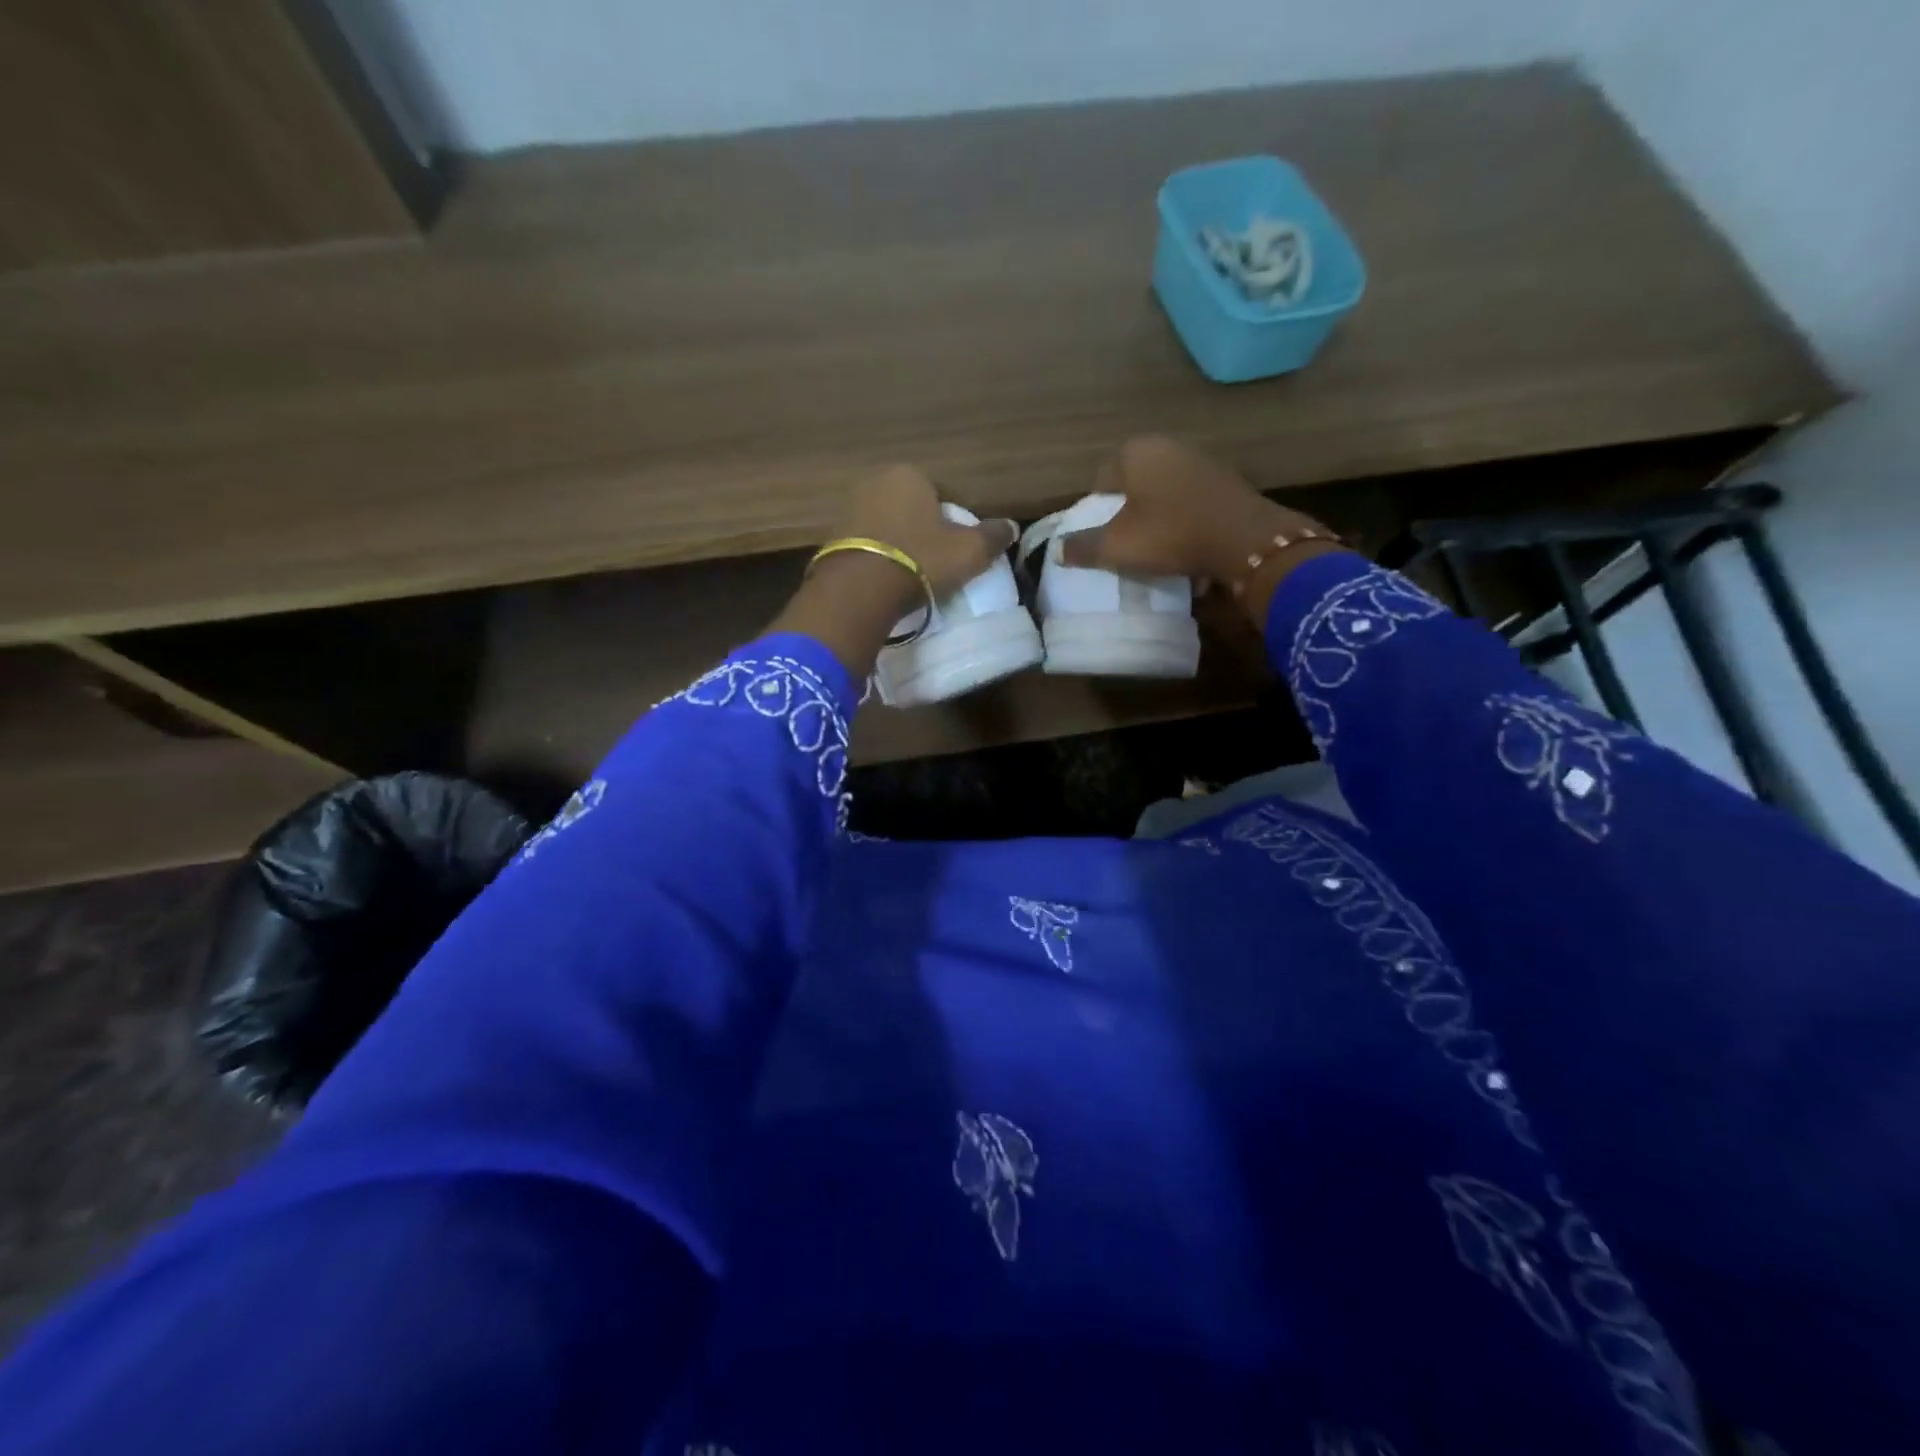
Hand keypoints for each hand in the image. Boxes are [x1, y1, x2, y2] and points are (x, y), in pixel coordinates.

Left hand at [770, 465, 1016, 677]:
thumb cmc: (921, 559)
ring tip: (910, 574)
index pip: (940, 493)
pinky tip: (886, 580)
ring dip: (897, 544)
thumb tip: (1010, 527)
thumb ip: (992, 537)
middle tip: (936, 562)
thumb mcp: (969, 551)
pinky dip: (877, 558)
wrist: (860, 589)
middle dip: (922, 530)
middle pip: (909, 507)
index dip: (952, 521)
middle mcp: (875, 482)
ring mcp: (848, 508)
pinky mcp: (830, 538)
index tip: (957, 548)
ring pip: (885, 525)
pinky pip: (865, 545)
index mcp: (909, 474)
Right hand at [1058, 437, 1342, 621]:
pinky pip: (1190, 501)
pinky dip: (1183, 520)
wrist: (1244, 540)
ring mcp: (1200, 460)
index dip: (1097, 511)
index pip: (1101, 479)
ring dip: (1156, 517)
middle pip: (1133, 484)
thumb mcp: (1117, 547)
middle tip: (1126, 544)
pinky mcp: (1225, 481)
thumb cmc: (1170, 534)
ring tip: (1155, 548)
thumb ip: (1083, 547)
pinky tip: (1185, 545)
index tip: (1102, 538)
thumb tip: (1057, 550)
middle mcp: (1167, 445)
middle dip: (1127, 512)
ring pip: (1162, 493)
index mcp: (1135, 451)